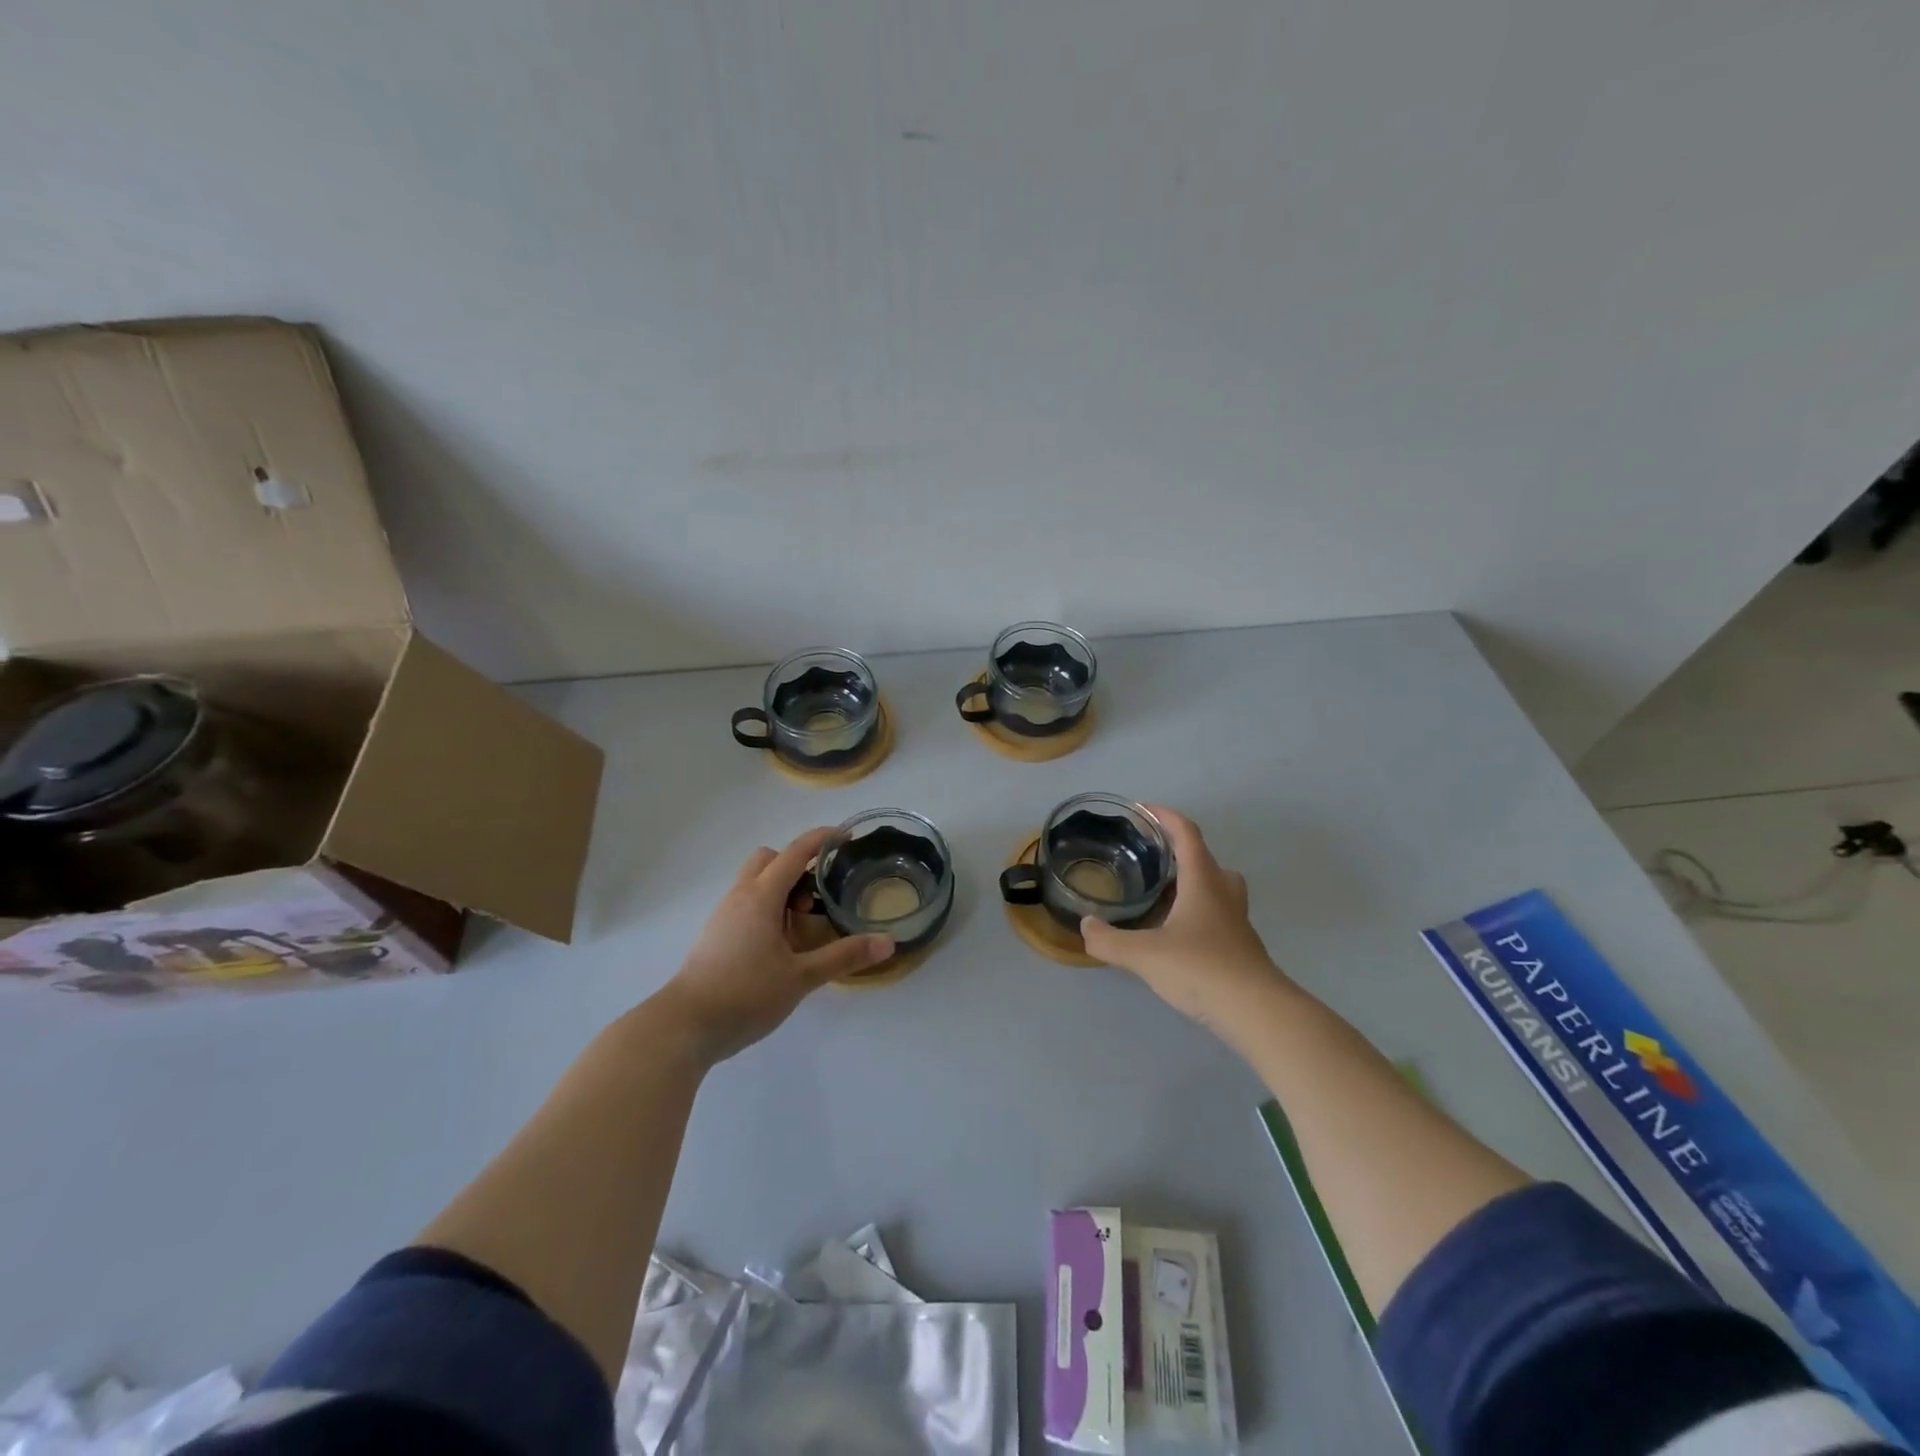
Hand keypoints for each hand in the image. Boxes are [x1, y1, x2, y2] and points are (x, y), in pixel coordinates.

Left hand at [656, 828, 892, 1064]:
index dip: (822, 839)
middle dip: (796, 866)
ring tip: (803, 926)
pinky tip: (780, 945)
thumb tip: (888, 942)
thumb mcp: (801, 977)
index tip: (847, 837)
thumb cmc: (745, 994)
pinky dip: (767, 909)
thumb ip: (844, 956)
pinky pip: (746, 904)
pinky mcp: (716, 935)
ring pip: (755, 882)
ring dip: (781, 890)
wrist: (684, 1027)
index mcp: (761, 897)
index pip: (795, 852)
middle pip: (769, 859)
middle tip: (818, 896)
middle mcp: (740, 896)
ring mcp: (723, 915)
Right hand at [1079, 807, 1291, 1033]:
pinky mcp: (1241, 949)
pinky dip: (1197, 916)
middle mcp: (1223, 894)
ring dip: (1192, 885)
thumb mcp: (1144, 954)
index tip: (1143, 809)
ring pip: (1216, 890)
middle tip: (1152, 860)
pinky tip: (1175, 937)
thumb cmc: (1201, 969)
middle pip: (1207, 860)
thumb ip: (1109, 940)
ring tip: (1161, 898)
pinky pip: (1217, 918)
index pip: (1187, 834)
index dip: (1166, 816)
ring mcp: (1236, 923)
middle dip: (1180, 854)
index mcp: (1203, 882)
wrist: (1257, 1013)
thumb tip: (1086, 926)